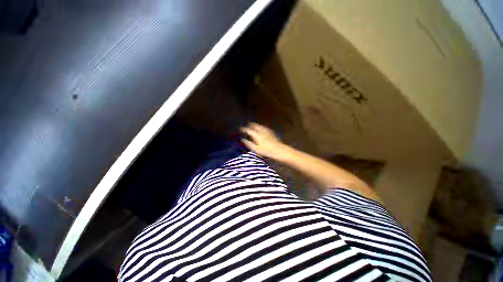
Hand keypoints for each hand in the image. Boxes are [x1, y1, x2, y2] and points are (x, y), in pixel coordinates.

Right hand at [240, 123, 286, 158]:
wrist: (279, 150)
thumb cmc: (266, 151)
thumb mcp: (256, 149)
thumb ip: (248, 144)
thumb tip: (242, 139)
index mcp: (257, 135)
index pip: (249, 130)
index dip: (244, 129)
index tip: (240, 129)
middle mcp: (261, 131)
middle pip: (255, 126)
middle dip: (250, 125)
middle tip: (247, 125)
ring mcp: (267, 131)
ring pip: (260, 126)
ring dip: (255, 125)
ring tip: (253, 125)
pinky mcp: (271, 132)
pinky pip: (264, 127)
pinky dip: (261, 127)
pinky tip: (261, 129)